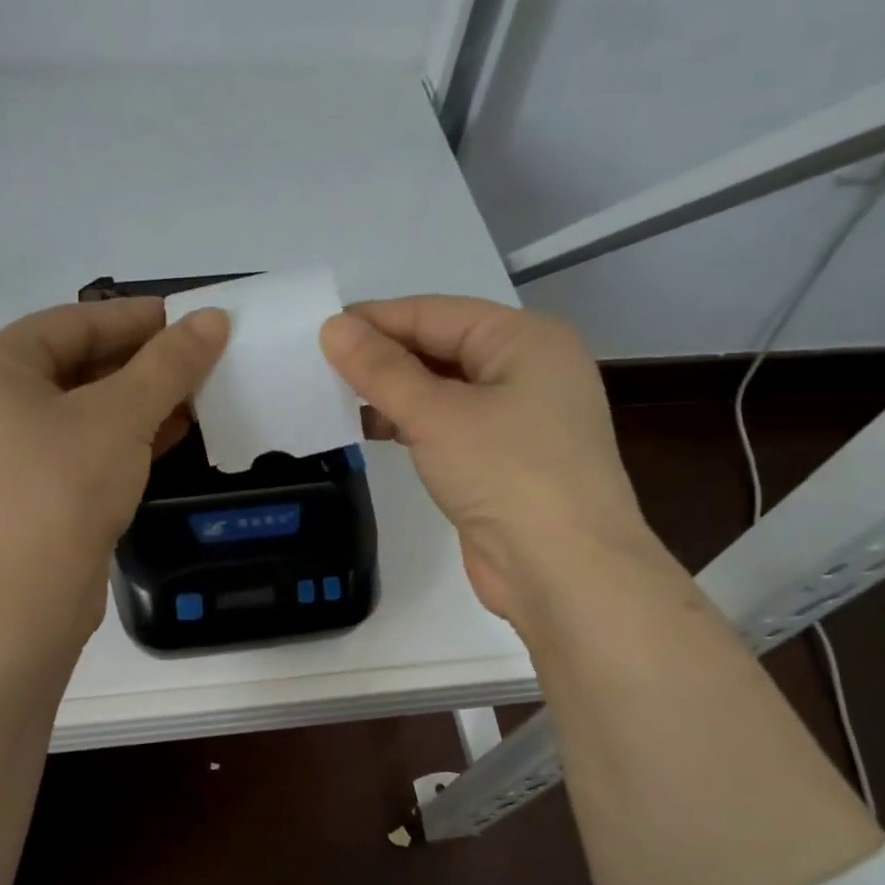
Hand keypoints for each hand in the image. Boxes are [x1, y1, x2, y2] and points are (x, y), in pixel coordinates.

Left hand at [0, 297, 229, 635]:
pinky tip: (176, 430)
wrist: (28, 597)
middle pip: (79, 362)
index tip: (192, 314)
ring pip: (85, 406)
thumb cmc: (64, 486)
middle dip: (144, 361)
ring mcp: (9, 447)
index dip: (138, 317)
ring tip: (200, 388)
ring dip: (142, 398)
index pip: (75, 322)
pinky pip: (84, 442)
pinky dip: (127, 434)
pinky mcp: (33, 485)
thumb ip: (169, 363)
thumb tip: (214, 318)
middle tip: (202, 353)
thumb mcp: (122, 415)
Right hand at [320, 296, 650, 626]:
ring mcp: (520, 419)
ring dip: (395, 394)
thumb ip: (381, 371)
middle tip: (321, 368)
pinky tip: (374, 433)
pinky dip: (412, 426)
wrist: (564, 571)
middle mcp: (528, 370)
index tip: (320, 332)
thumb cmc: (507, 474)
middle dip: (384, 358)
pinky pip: (450, 427)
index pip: (436, 313)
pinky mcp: (504, 462)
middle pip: (442, 349)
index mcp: (525, 340)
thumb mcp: (437, 415)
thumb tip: (332, 327)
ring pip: (444, 390)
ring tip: (337, 400)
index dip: (377, 320)